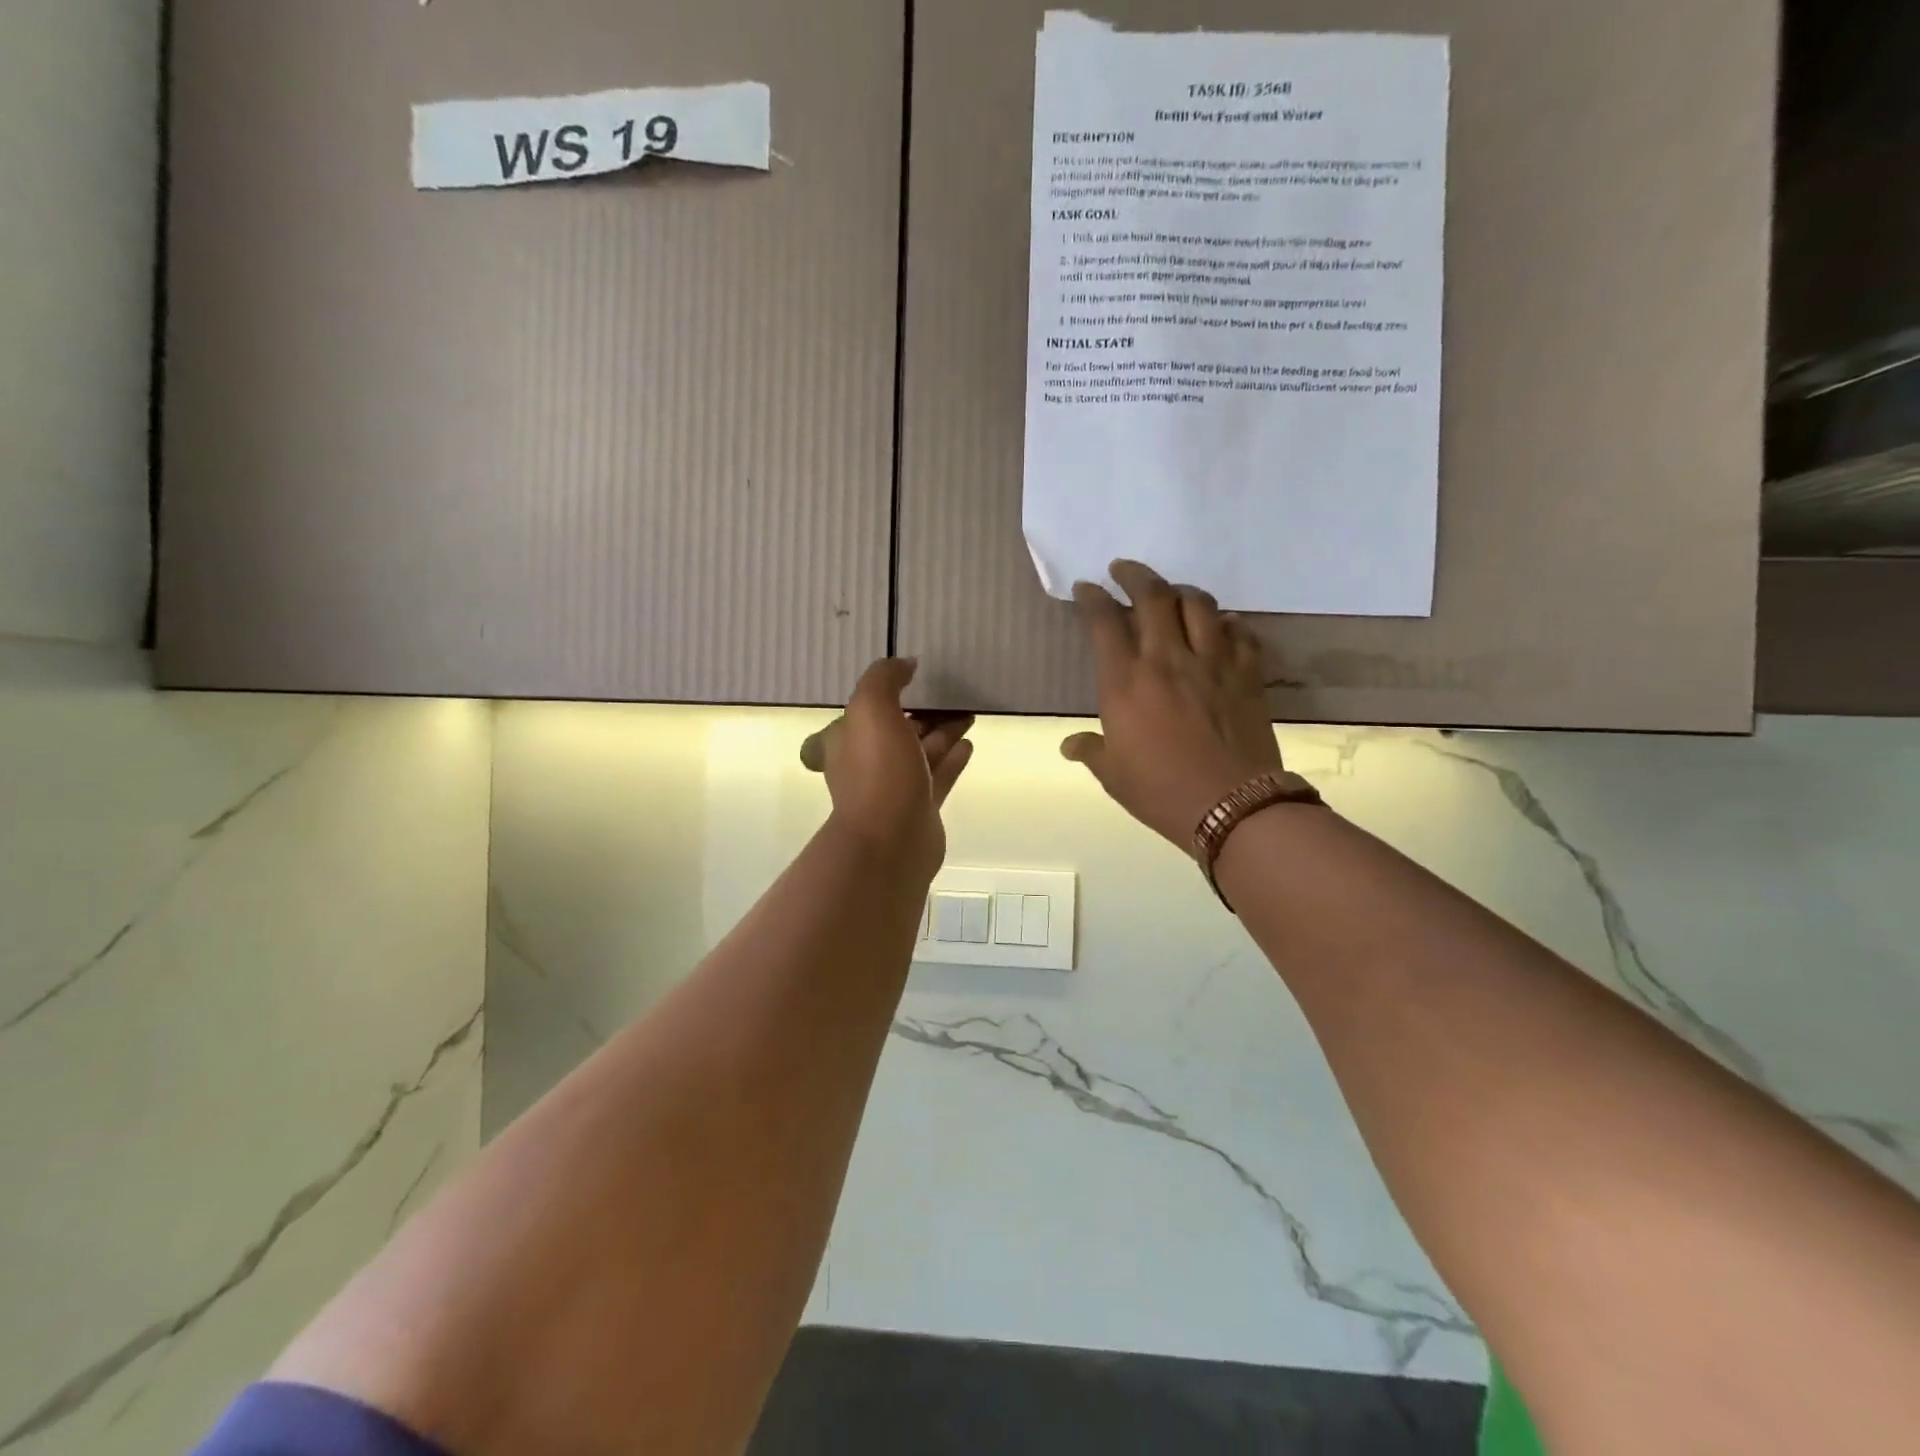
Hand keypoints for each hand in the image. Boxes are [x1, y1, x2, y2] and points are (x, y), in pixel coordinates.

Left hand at [801, 659, 973, 878]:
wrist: (891, 840)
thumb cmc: (878, 771)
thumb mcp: (871, 709)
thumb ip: (884, 679)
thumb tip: (904, 664)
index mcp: (848, 740)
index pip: (869, 710)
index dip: (893, 692)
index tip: (919, 678)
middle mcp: (867, 763)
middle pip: (899, 730)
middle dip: (924, 713)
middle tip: (954, 695)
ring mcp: (895, 789)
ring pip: (922, 752)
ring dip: (943, 733)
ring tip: (969, 715)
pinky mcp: (920, 809)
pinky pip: (939, 776)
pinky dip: (952, 759)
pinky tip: (969, 745)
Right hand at [1062, 560, 1283, 846]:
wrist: (1232, 807)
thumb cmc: (1161, 792)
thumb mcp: (1113, 775)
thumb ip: (1091, 751)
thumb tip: (1070, 745)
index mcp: (1125, 682)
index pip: (1104, 622)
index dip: (1092, 598)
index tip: (1086, 587)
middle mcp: (1167, 659)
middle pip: (1152, 596)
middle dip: (1134, 574)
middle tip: (1123, 568)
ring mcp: (1212, 662)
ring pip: (1199, 604)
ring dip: (1181, 590)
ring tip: (1171, 592)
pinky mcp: (1247, 674)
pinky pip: (1240, 632)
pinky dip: (1227, 622)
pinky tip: (1221, 626)